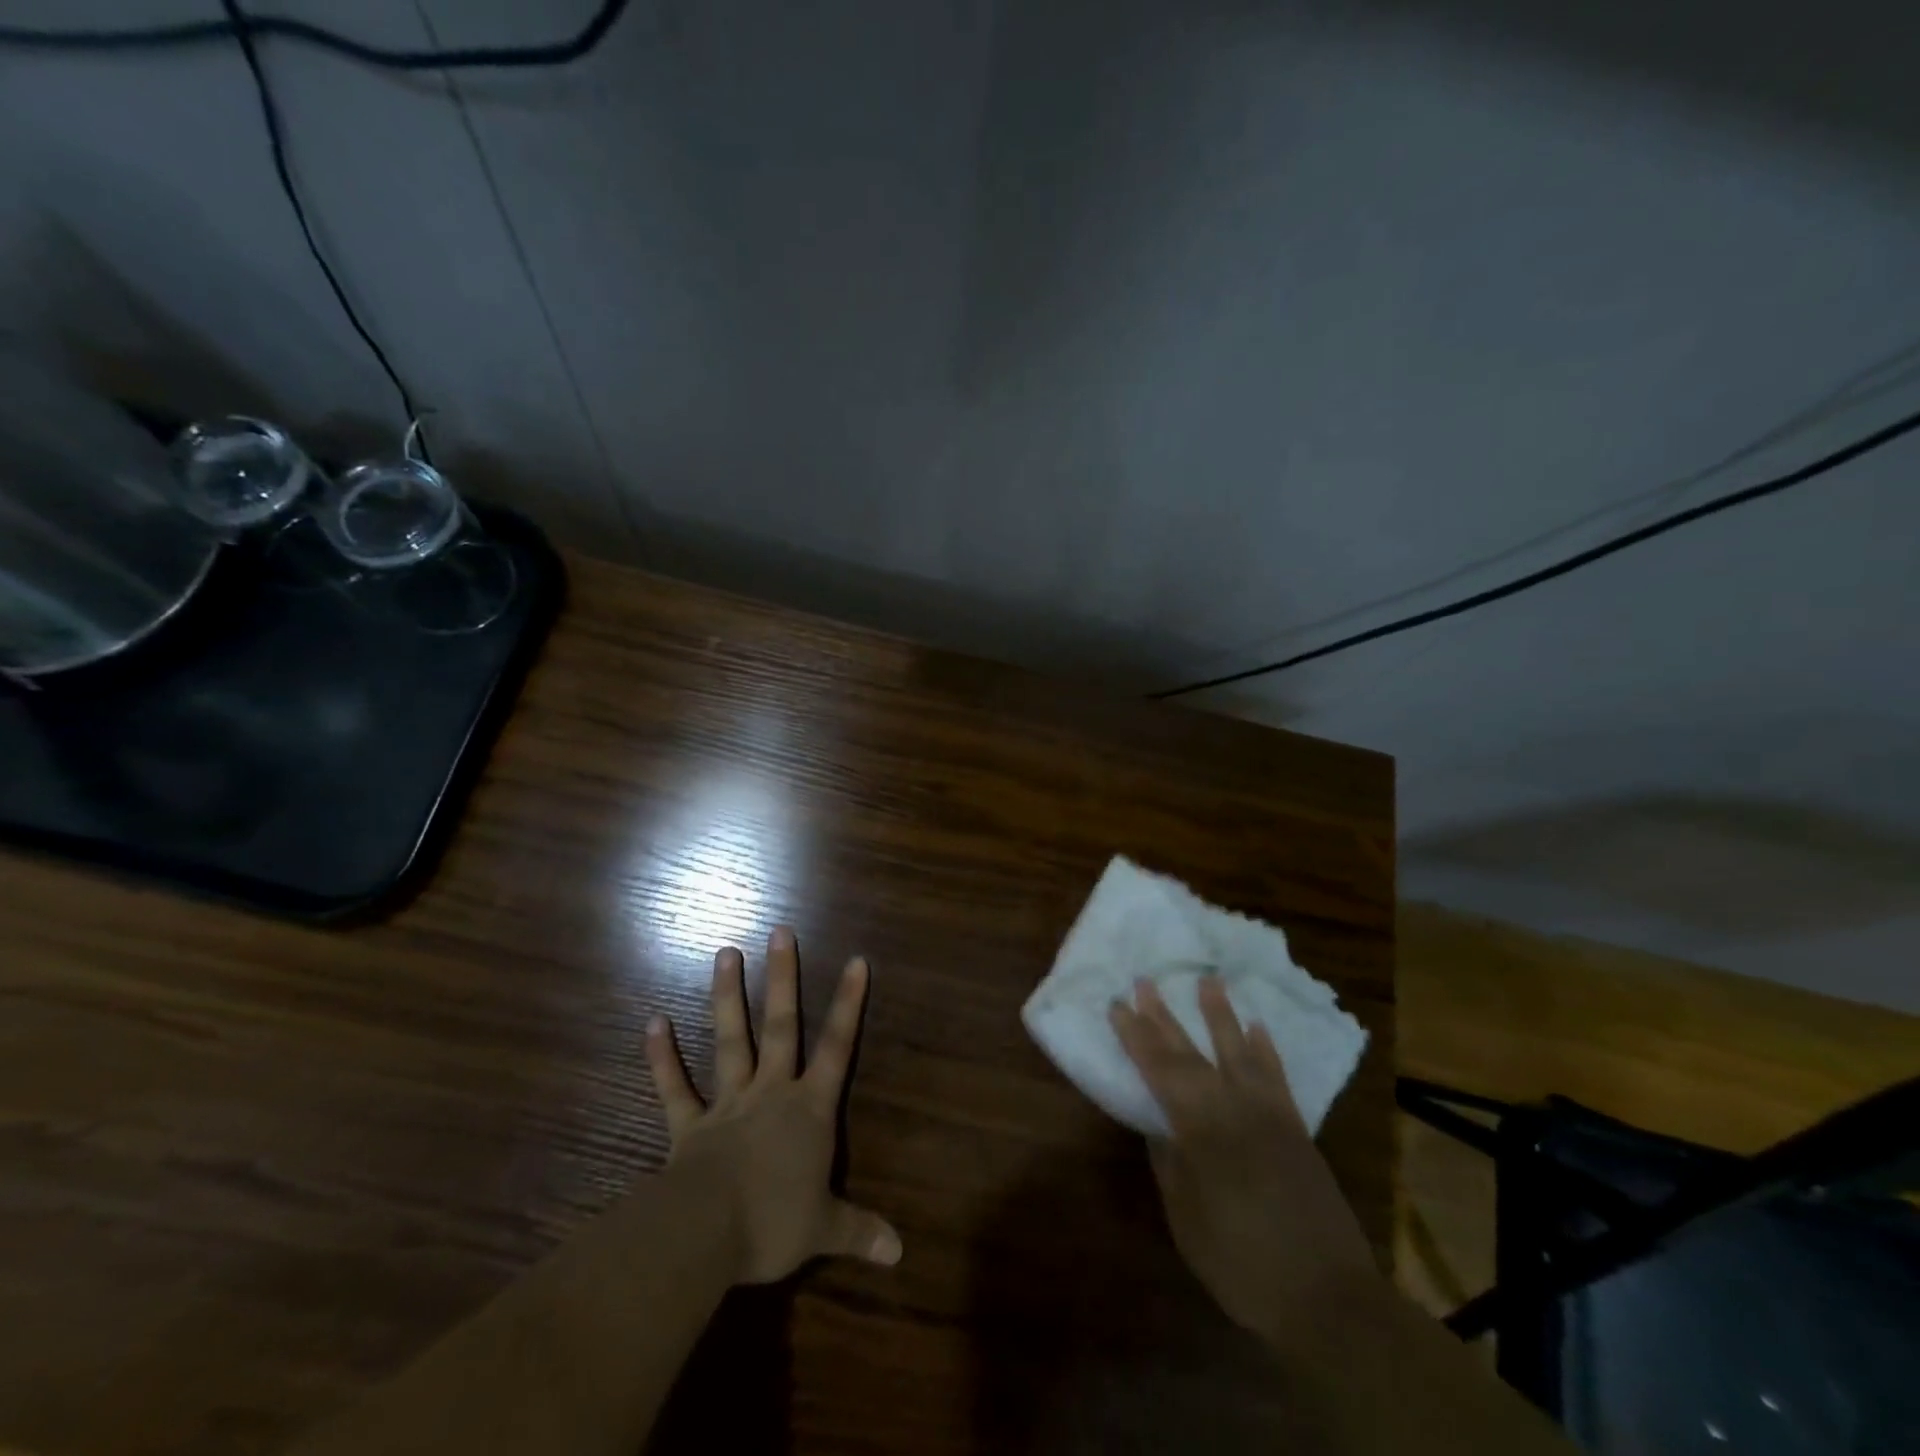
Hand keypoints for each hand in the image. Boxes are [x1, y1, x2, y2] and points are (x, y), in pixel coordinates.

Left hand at [645, 926, 902, 1284]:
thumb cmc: (774, 1223)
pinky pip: (674, 1087)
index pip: (838, 1046)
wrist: (707, 1235)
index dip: (849, 1003)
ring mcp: (728, 1103)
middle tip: (779, 931)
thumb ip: (860, 1231)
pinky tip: (652, 1021)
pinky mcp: (689, 1126)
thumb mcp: (824, 1229)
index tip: (857, 960)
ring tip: (725, 952)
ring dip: (727, 997)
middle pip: (781, 1026)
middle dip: (783, 978)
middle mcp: (771, 1092)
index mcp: (809, 1109)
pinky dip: (662, 1056)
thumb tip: (900, 1252)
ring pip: (731, 1040)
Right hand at [1111, 976, 1374, 1340]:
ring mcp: (1269, 1115)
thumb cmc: (1243, 1264)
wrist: (1329, 1298)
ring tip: (1208, 980)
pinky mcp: (1296, 1128)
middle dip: (1163, 1017)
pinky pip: (1277, 1077)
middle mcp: (1233, 1109)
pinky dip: (1266, 1049)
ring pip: (1238, 1051)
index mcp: (1200, 1130)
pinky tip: (1257, 1027)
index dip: (1135, 1036)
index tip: (1117, 1004)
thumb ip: (1171, 1167)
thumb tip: (1159, 1126)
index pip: (1159, 1070)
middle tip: (1144, 981)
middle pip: (1191, 1053)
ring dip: (1220, 1015)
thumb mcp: (1188, 1221)